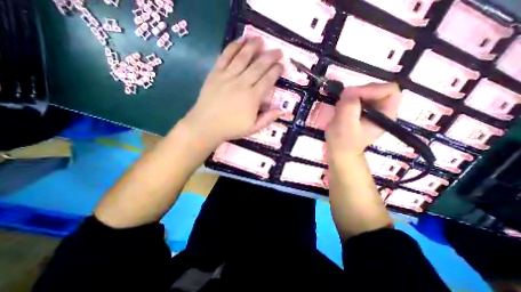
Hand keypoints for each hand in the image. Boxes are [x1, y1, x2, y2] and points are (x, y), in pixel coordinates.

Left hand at [182, 37, 283, 145]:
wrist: (206, 126)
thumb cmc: (231, 128)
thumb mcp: (253, 129)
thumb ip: (268, 119)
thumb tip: (281, 110)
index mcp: (252, 98)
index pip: (268, 80)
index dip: (276, 71)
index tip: (281, 65)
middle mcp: (242, 84)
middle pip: (259, 66)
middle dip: (270, 56)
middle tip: (278, 51)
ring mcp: (227, 77)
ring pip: (243, 57)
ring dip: (253, 46)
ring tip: (260, 39)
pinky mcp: (215, 74)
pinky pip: (225, 57)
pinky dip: (233, 47)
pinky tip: (240, 40)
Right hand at [324, 82, 401, 156]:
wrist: (339, 152)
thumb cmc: (343, 141)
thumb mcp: (345, 124)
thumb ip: (349, 105)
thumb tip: (349, 90)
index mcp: (386, 114)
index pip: (389, 90)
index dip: (371, 89)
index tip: (351, 97)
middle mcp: (382, 109)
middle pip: (377, 88)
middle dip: (358, 92)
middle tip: (344, 102)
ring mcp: (371, 110)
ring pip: (365, 92)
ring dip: (351, 96)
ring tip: (341, 107)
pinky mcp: (361, 111)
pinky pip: (357, 98)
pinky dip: (347, 100)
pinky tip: (341, 109)